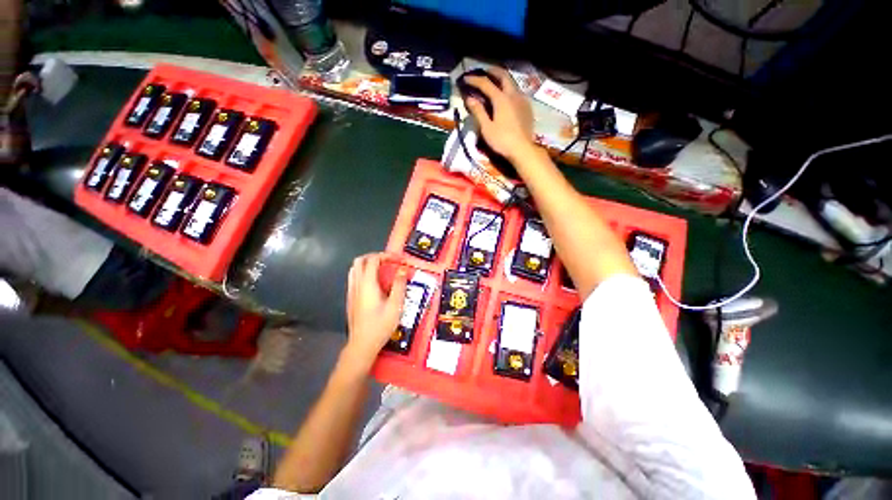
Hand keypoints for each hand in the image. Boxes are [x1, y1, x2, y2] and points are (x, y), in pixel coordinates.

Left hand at [343, 253, 407, 370]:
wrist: (362, 344)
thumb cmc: (380, 325)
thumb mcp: (395, 305)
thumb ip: (399, 285)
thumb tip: (403, 269)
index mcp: (367, 284)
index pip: (373, 260)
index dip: (385, 255)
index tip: (397, 259)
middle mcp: (356, 285)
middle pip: (360, 261)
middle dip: (374, 256)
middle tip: (388, 261)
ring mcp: (351, 292)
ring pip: (355, 269)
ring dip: (368, 264)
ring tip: (382, 269)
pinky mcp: (351, 299)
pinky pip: (354, 278)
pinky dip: (364, 273)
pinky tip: (375, 283)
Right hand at [464, 67, 535, 161]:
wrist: (522, 149)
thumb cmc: (502, 141)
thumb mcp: (486, 128)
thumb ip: (478, 112)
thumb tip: (469, 99)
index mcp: (501, 99)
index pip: (486, 84)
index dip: (475, 80)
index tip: (466, 78)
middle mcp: (513, 95)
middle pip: (503, 76)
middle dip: (492, 72)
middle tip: (484, 72)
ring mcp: (522, 100)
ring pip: (512, 84)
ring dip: (502, 80)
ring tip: (495, 83)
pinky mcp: (528, 108)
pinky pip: (517, 93)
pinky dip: (509, 90)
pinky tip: (507, 98)